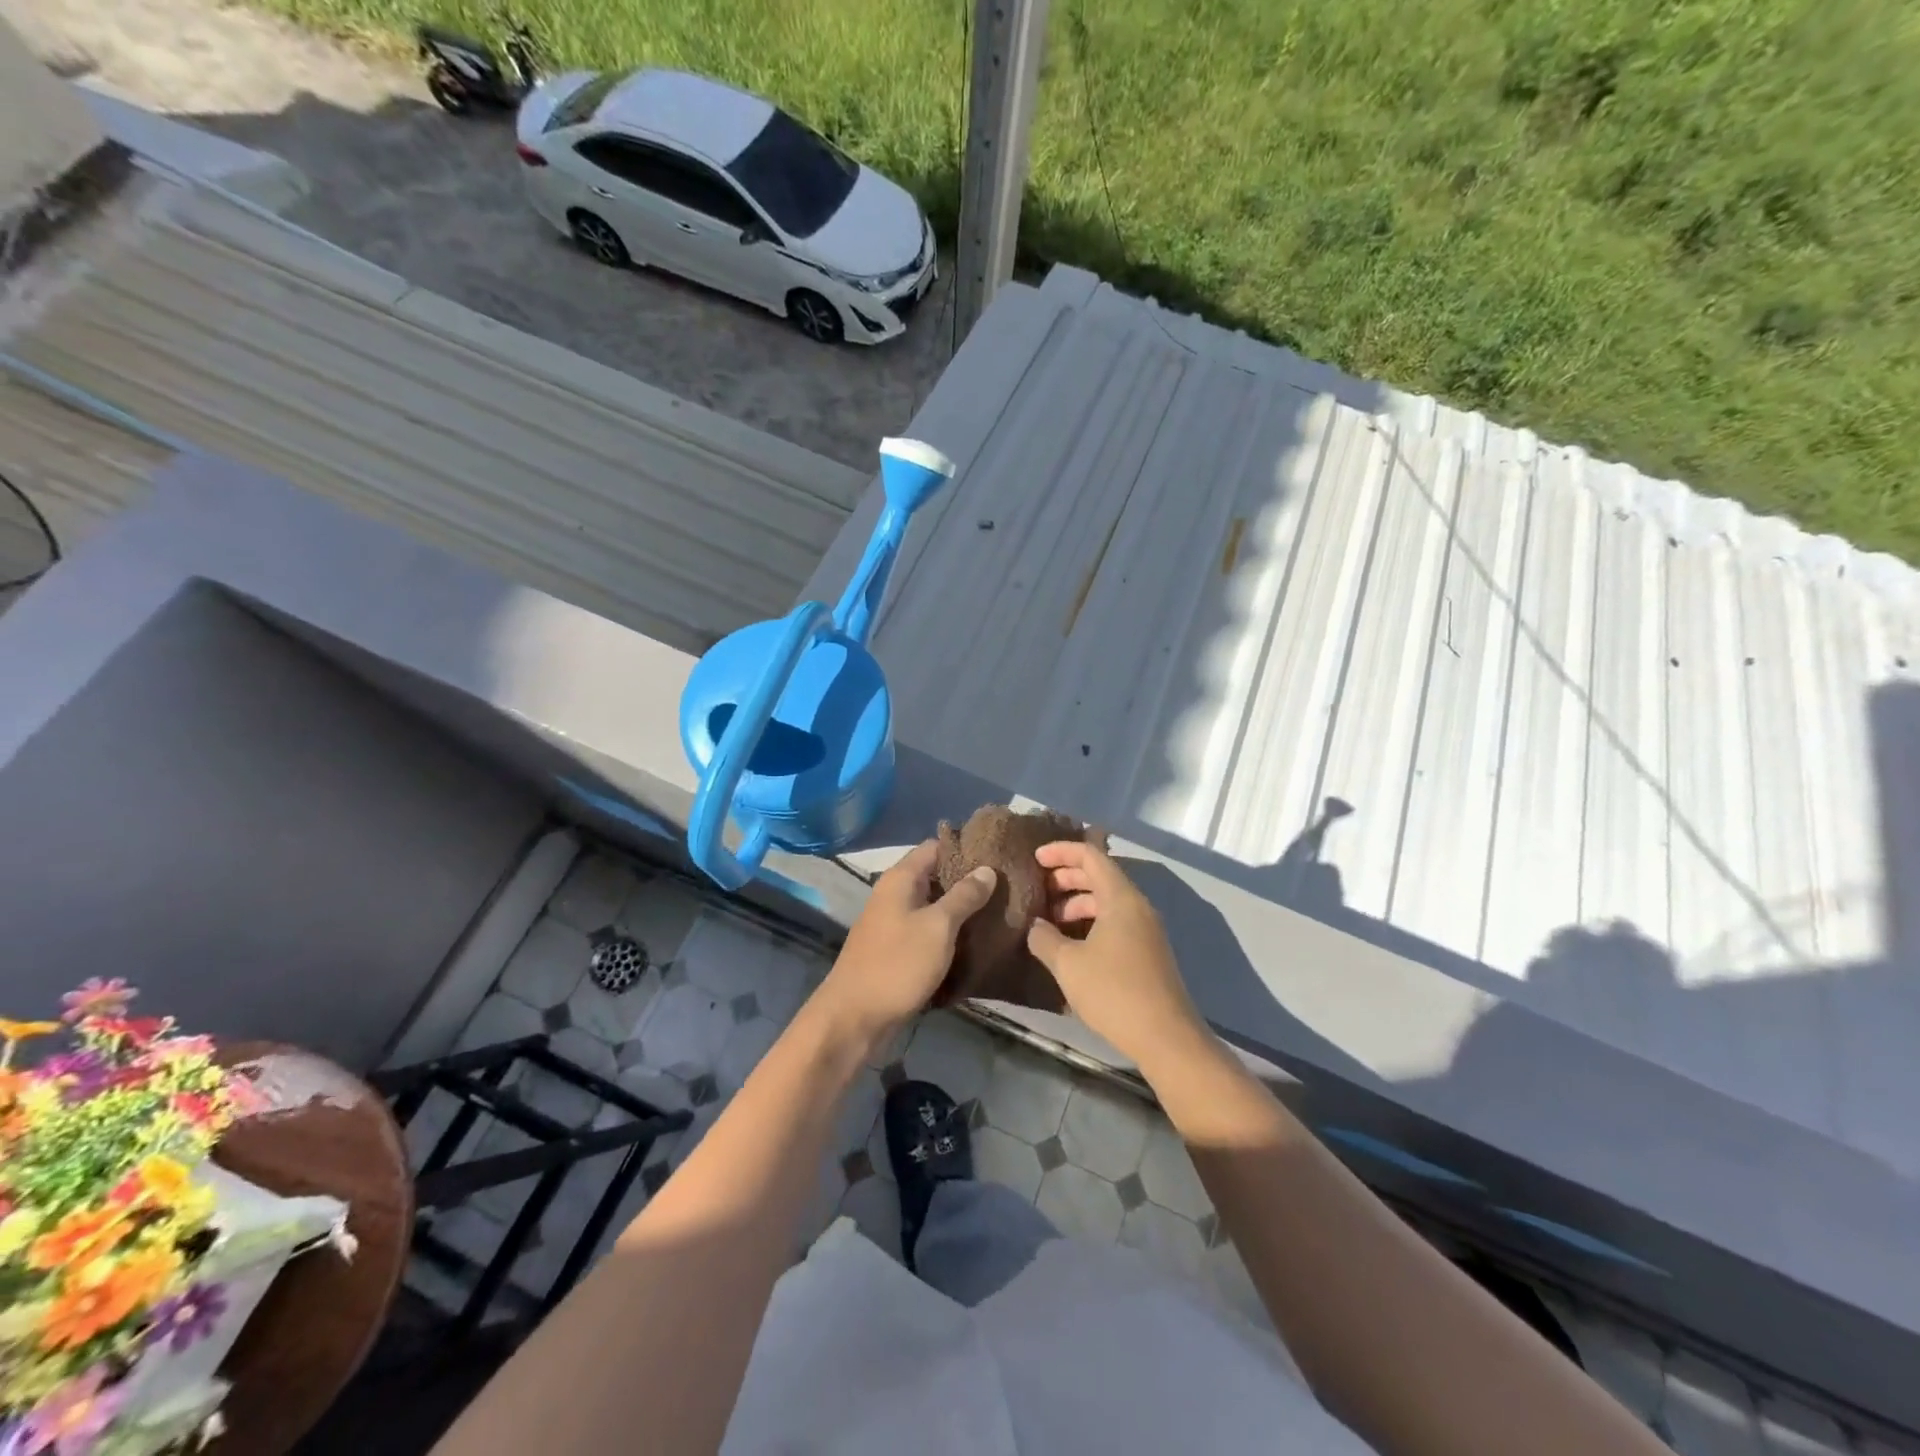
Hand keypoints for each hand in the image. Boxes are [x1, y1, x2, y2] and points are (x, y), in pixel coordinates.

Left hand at [811, 841, 996, 1056]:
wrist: (855, 1018)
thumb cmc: (898, 964)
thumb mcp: (939, 926)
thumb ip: (965, 896)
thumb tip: (987, 868)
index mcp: (901, 878)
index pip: (936, 846)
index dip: (966, 847)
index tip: (999, 854)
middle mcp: (895, 894)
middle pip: (936, 875)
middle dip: (969, 880)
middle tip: (1006, 886)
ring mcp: (894, 922)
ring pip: (934, 905)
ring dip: (961, 908)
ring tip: (999, 911)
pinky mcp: (897, 949)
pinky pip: (928, 930)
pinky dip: (949, 932)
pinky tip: (975, 940)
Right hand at [1027, 840, 1208, 1070]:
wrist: (1166, 1038)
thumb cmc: (1114, 992)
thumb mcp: (1068, 964)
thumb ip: (1044, 938)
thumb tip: (1035, 927)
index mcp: (1121, 898)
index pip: (1091, 856)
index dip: (1061, 851)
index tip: (1034, 858)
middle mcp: (1137, 907)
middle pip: (1100, 876)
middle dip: (1066, 878)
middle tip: (1037, 890)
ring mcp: (1146, 931)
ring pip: (1107, 902)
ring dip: (1077, 904)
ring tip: (1048, 922)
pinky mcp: (1147, 953)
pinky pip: (1115, 923)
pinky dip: (1090, 923)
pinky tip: (1070, 946)